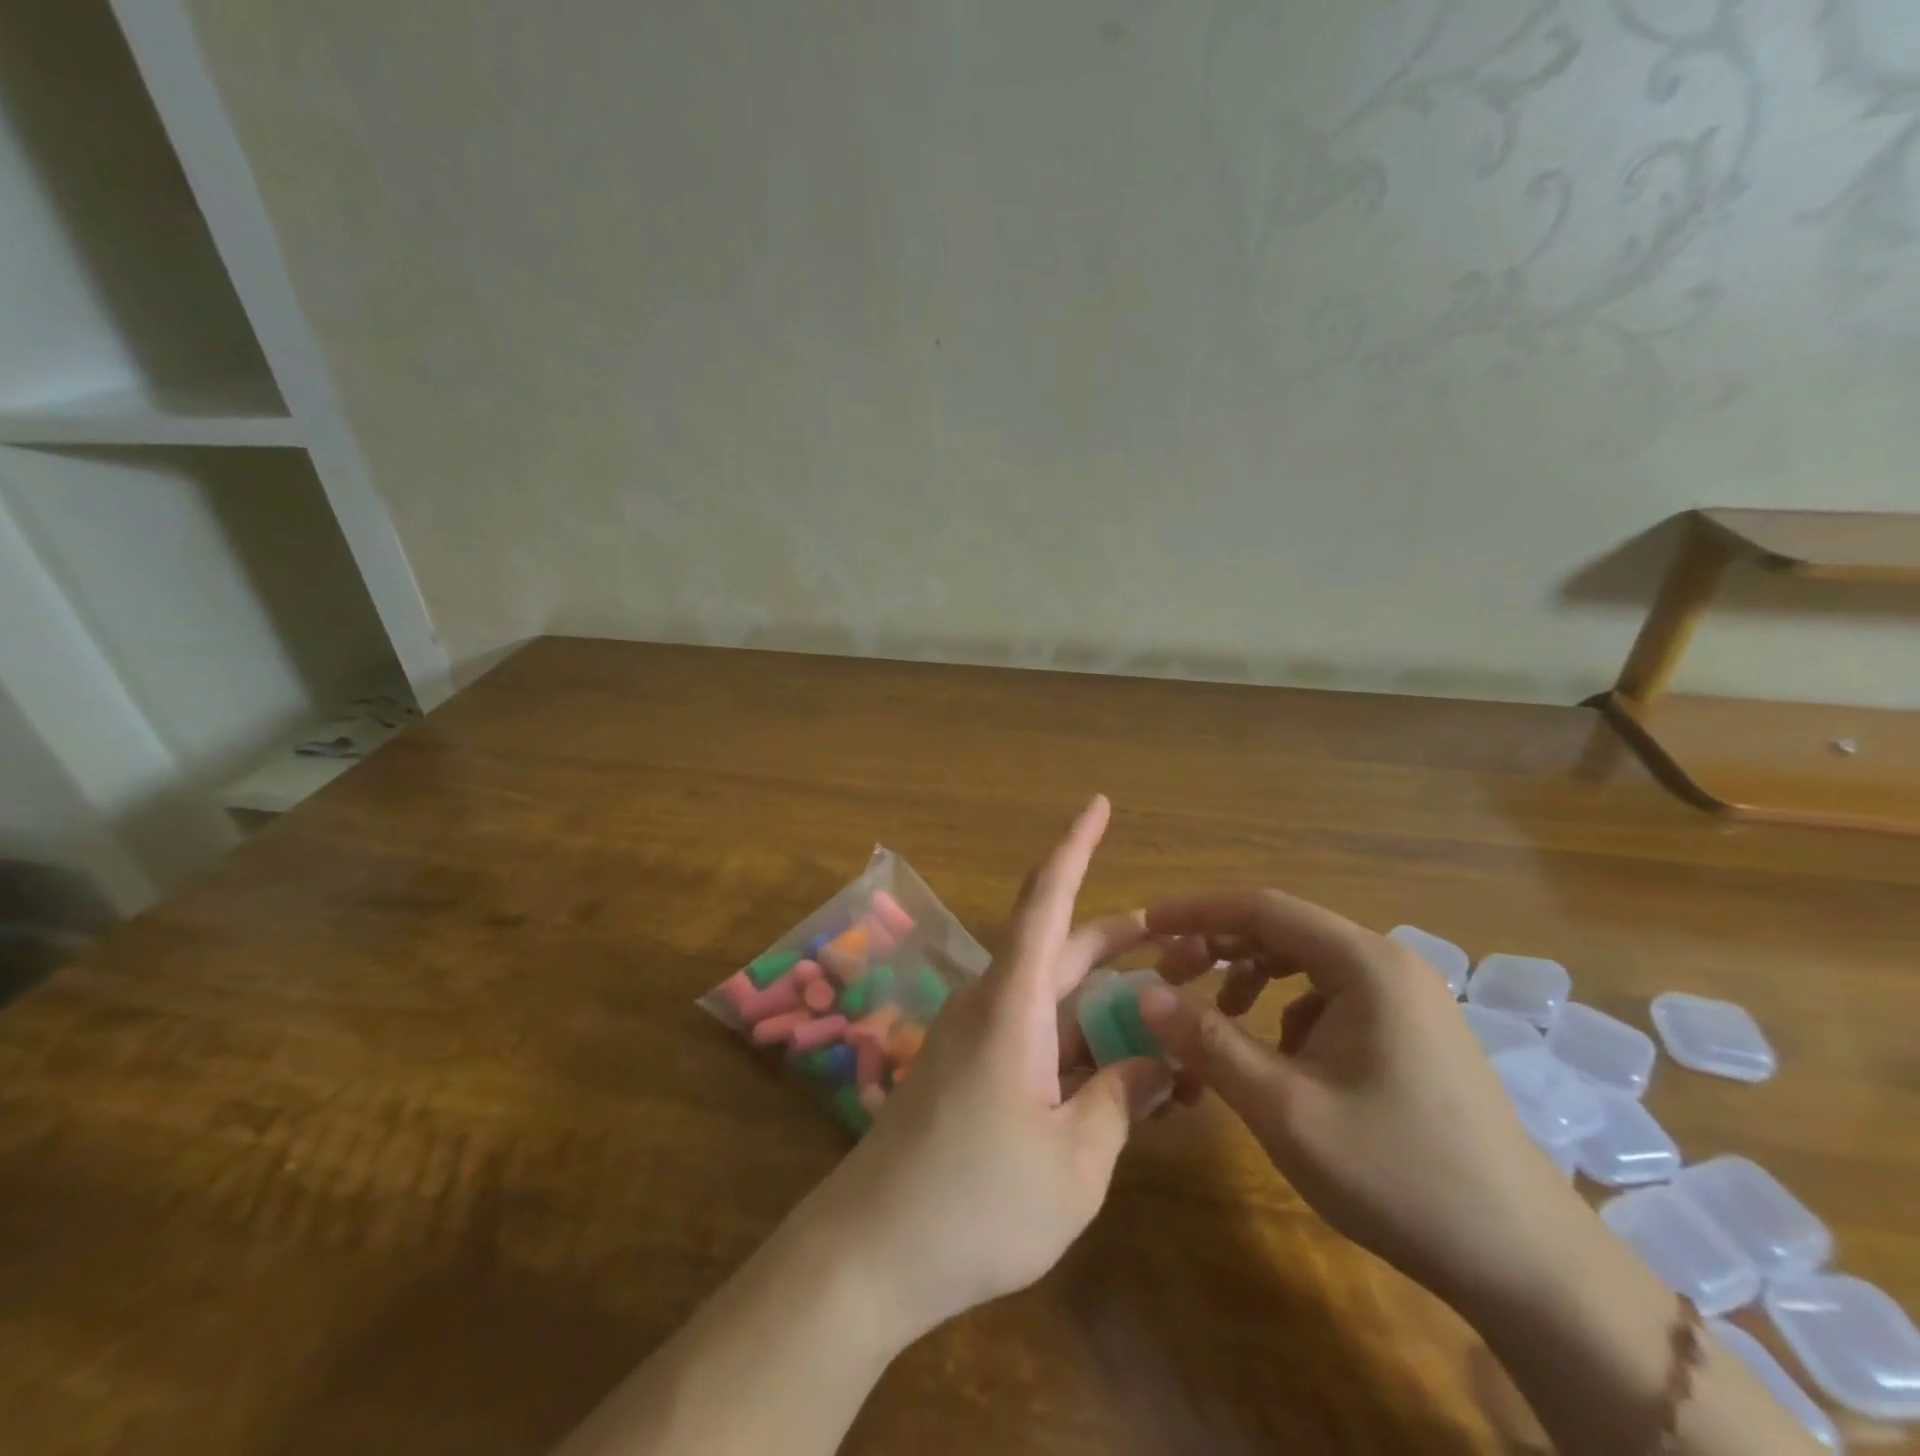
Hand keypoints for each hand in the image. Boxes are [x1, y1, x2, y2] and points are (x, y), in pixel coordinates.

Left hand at [807, 796, 1174, 1341]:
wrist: (872, 1253)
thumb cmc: (976, 1203)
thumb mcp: (1075, 1162)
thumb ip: (1121, 1101)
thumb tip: (1158, 1062)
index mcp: (1013, 1003)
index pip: (1046, 899)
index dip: (1075, 845)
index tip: (1099, 802)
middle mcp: (994, 1004)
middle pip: (1065, 948)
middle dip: (1128, 938)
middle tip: (1195, 942)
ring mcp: (980, 1039)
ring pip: (1058, 998)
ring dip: (1113, 999)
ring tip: (1177, 1010)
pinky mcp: (973, 1073)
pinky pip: (1040, 1038)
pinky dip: (1085, 1043)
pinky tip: (1128, 1073)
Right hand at [1138, 888, 1578, 1305]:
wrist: (1526, 1264)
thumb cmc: (1398, 1174)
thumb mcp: (1284, 1108)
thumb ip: (1208, 1042)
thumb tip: (1144, 995)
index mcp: (1364, 963)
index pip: (1261, 907)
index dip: (1196, 911)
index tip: (1145, 926)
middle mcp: (1387, 964)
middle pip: (1282, 930)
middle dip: (1217, 946)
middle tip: (1167, 977)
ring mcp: (1406, 998)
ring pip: (1304, 963)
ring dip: (1248, 979)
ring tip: (1214, 1017)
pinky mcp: (1411, 1032)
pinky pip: (1329, 997)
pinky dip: (1285, 1010)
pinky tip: (1275, 1058)